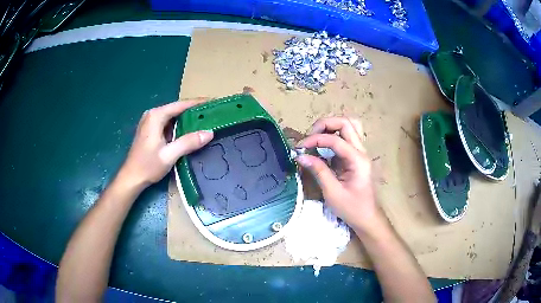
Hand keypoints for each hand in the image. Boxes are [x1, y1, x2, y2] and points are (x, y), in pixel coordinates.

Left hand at [118, 101, 213, 188]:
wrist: (131, 178)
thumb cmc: (147, 166)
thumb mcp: (169, 155)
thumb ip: (188, 142)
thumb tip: (209, 133)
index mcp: (156, 116)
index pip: (181, 105)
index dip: (198, 103)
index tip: (213, 102)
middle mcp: (152, 114)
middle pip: (177, 109)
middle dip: (194, 111)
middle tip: (212, 114)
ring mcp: (150, 122)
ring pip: (173, 116)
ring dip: (187, 119)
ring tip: (205, 121)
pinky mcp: (150, 129)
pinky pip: (168, 123)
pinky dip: (179, 126)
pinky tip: (189, 131)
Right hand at [295, 117, 383, 231]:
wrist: (368, 217)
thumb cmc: (352, 209)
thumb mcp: (332, 192)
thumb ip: (318, 171)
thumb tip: (300, 156)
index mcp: (357, 160)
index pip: (335, 139)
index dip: (315, 139)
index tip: (300, 148)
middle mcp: (361, 151)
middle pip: (346, 122)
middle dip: (325, 124)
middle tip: (310, 137)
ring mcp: (361, 152)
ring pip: (350, 126)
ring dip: (332, 127)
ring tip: (317, 137)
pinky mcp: (357, 156)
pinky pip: (348, 137)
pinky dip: (335, 135)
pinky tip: (324, 147)